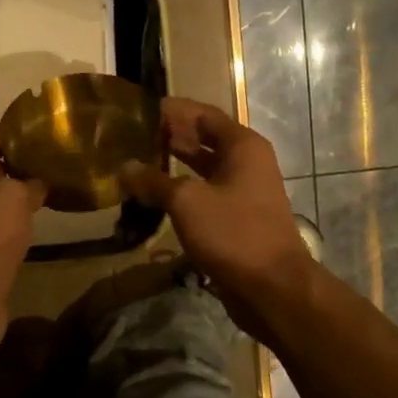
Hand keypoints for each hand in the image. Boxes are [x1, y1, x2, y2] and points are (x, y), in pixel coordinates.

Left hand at [0, 130, 44, 358]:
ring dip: (13, 199)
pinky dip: (8, 225)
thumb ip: (28, 180)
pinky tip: (33, 224)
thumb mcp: (14, 194)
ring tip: (48, 191)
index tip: (46, 137)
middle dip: (16, 167)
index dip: (16, 136)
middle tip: (52, 164)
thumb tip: (40, 181)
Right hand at [122, 98, 317, 338]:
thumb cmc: (233, 232)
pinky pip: (206, 193)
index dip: (173, 110)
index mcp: (242, 146)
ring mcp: (244, 191)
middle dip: (171, 137)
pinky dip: (182, 190)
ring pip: (204, 168)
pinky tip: (156, 197)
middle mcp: (247, 162)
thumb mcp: (186, 202)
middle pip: (205, 139)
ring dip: (175, 165)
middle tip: (134, 136)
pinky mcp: (238, 218)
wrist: (272, 287)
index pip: (203, 114)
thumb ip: (154, 181)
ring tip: (139, 162)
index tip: (141, 110)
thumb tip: (125, 168)